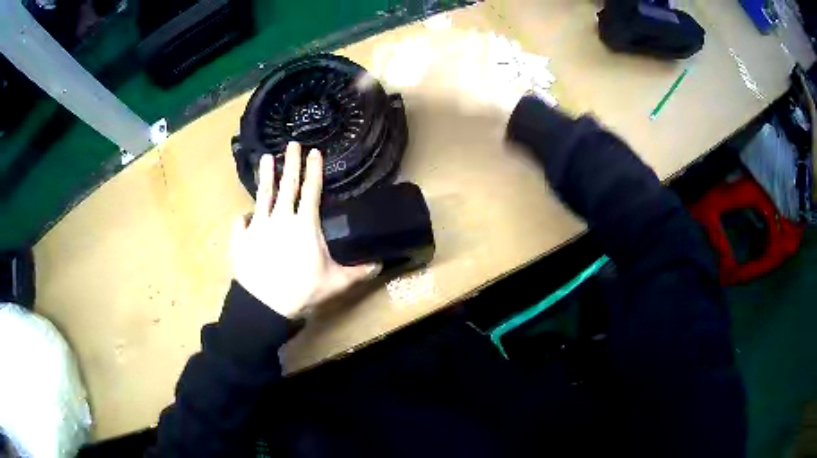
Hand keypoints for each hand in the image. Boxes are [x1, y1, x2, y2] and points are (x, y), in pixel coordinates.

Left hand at [230, 142, 379, 317]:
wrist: (264, 305)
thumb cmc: (302, 290)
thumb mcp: (336, 282)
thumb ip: (358, 271)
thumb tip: (380, 264)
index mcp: (304, 224)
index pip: (311, 190)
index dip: (314, 169)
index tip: (314, 151)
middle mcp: (280, 218)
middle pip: (287, 185)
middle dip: (291, 162)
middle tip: (291, 144)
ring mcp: (257, 226)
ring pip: (262, 195)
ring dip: (266, 176)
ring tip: (266, 159)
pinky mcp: (241, 238)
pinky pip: (240, 222)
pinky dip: (243, 218)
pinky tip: (243, 216)